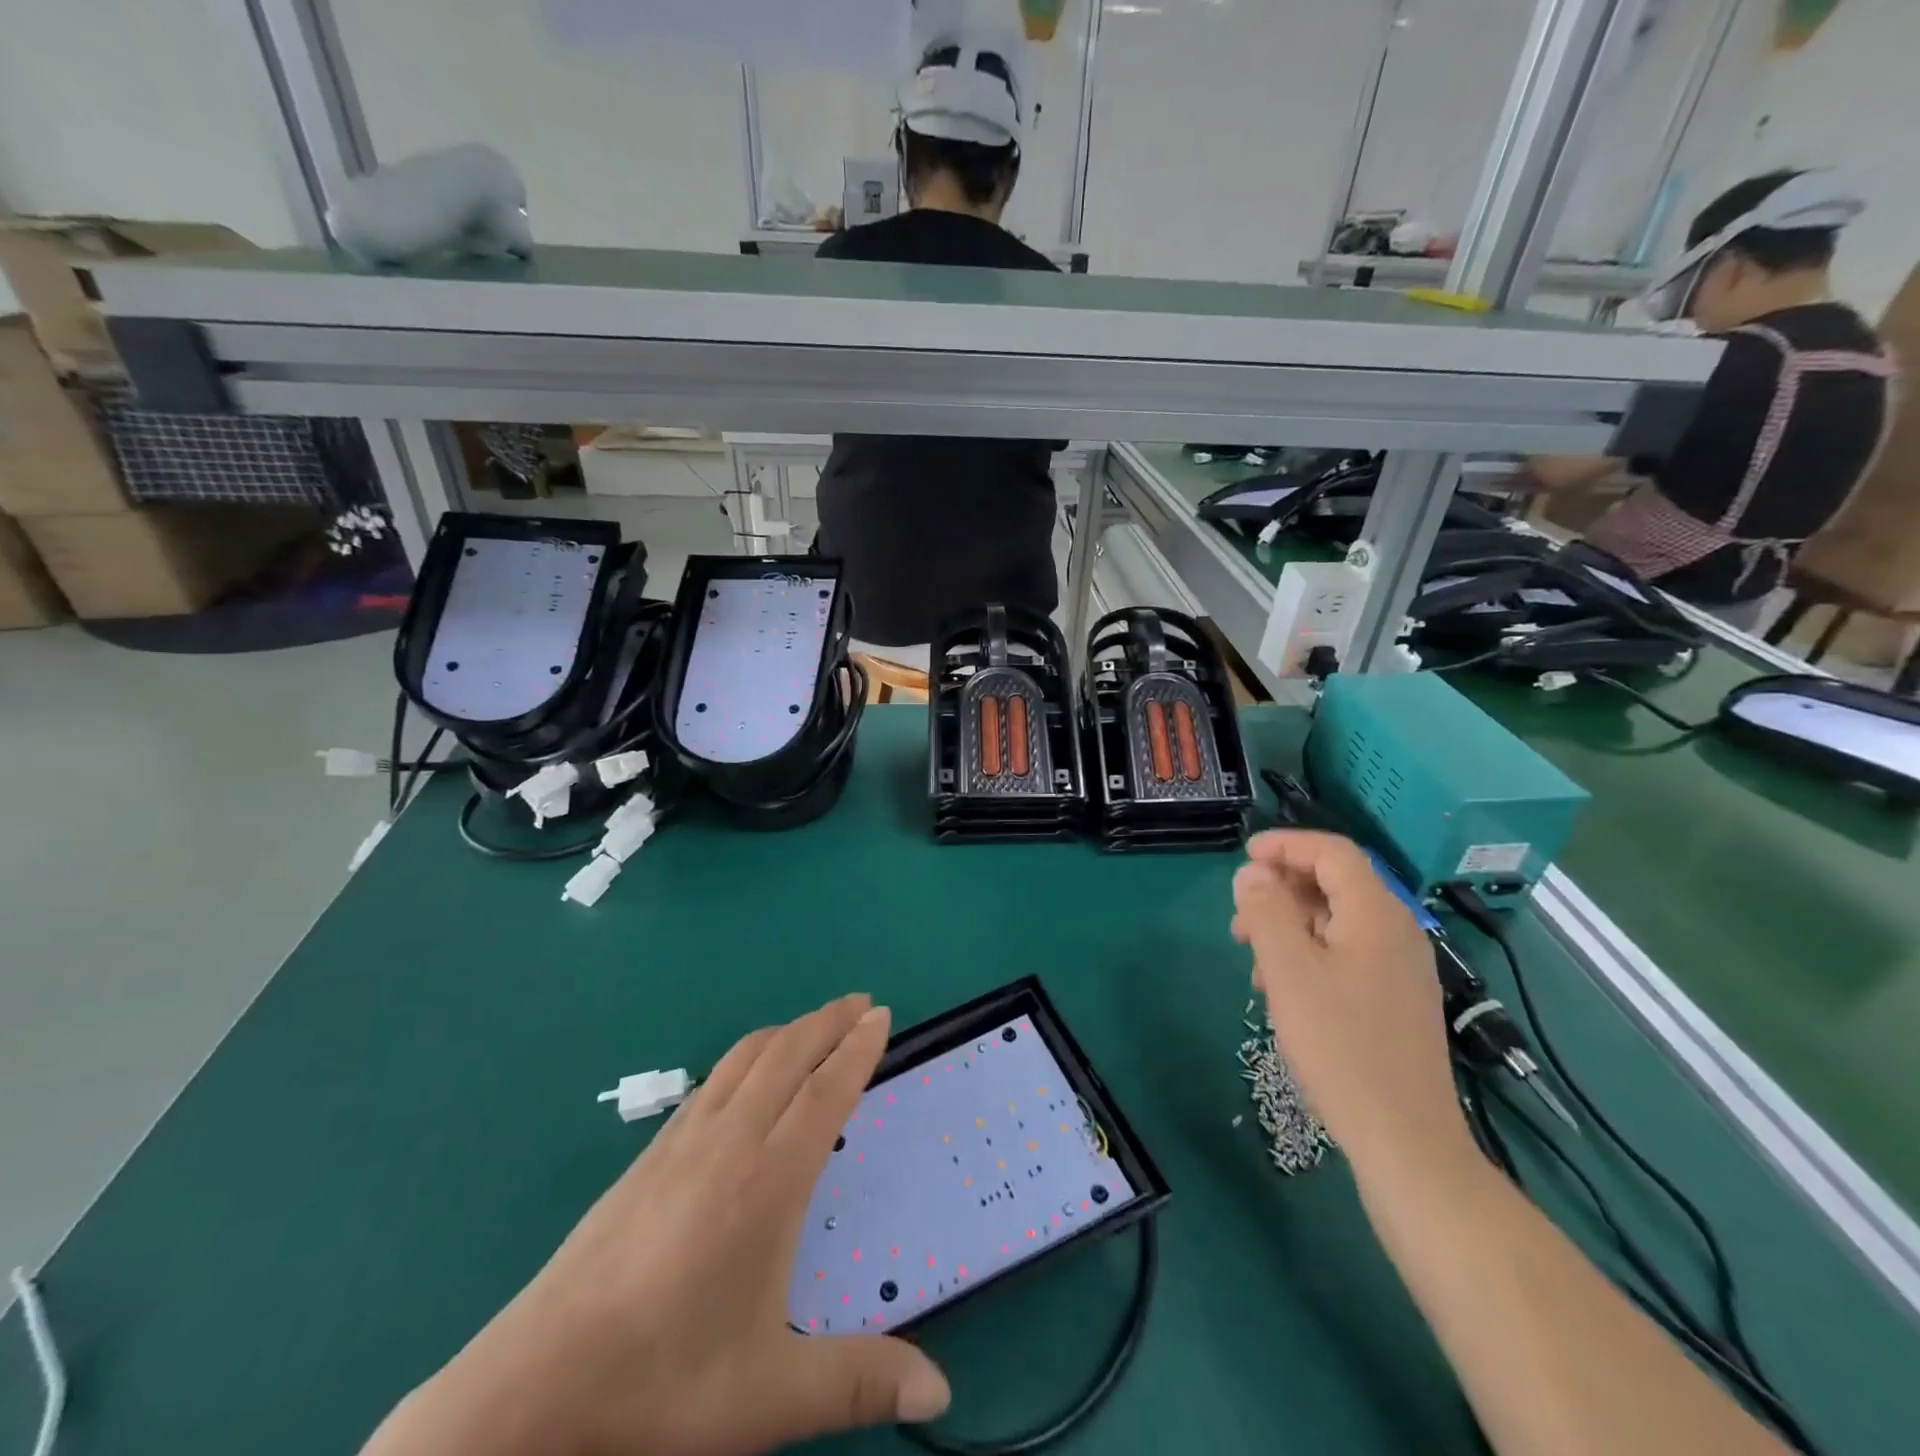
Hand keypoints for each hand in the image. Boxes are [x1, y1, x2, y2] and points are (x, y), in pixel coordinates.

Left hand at [364, 994, 950, 1455]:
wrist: (533, 1389)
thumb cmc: (662, 1386)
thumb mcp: (771, 1397)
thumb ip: (860, 1383)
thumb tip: (943, 1393)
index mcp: (768, 1181)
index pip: (825, 1091)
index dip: (857, 1048)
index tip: (881, 1014)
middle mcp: (729, 1142)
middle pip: (788, 1056)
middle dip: (829, 1021)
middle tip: (862, 1002)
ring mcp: (681, 1142)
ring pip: (745, 1059)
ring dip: (788, 1031)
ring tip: (815, 1025)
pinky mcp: (648, 1156)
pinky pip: (712, 1081)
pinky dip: (746, 1056)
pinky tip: (745, 1075)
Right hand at [1232, 832, 1474, 1177]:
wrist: (1405, 1139)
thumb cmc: (1340, 1045)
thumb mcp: (1288, 970)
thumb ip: (1266, 911)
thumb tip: (1251, 874)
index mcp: (1376, 914)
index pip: (1332, 852)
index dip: (1285, 845)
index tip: (1243, 857)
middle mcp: (1397, 931)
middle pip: (1336, 884)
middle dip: (1281, 889)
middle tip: (1239, 918)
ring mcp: (1402, 967)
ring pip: (1338, 921)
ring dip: (1290, 924)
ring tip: (1254, 958)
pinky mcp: (1398, 998)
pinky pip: (1348, 952)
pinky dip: (1310, 952)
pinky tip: (1284, 988)